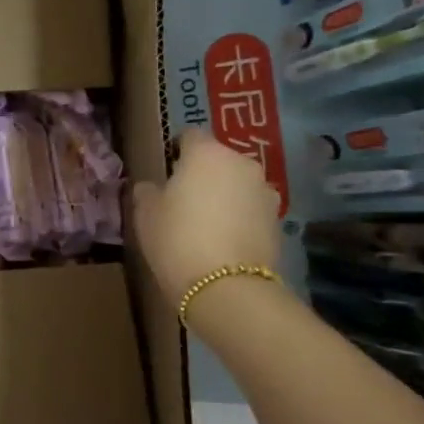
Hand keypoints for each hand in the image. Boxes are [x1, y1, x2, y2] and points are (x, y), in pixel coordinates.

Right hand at [133, 130, 282, 308]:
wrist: (226, 287)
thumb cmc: (176, 238)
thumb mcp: (145, 212)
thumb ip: (147, 190)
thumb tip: (152, 186)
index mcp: (207, 153)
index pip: (190, 136)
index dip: (176, 151)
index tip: (165, 172)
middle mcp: (242, 164)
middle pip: (218, 159)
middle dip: (203, 173)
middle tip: (183, 199)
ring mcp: (265, 192)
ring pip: (237, 184)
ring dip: (224, 194)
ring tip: (206, 222)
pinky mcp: (278, 220)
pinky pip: (251, 208)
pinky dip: (239, 217)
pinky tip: (223, 240)